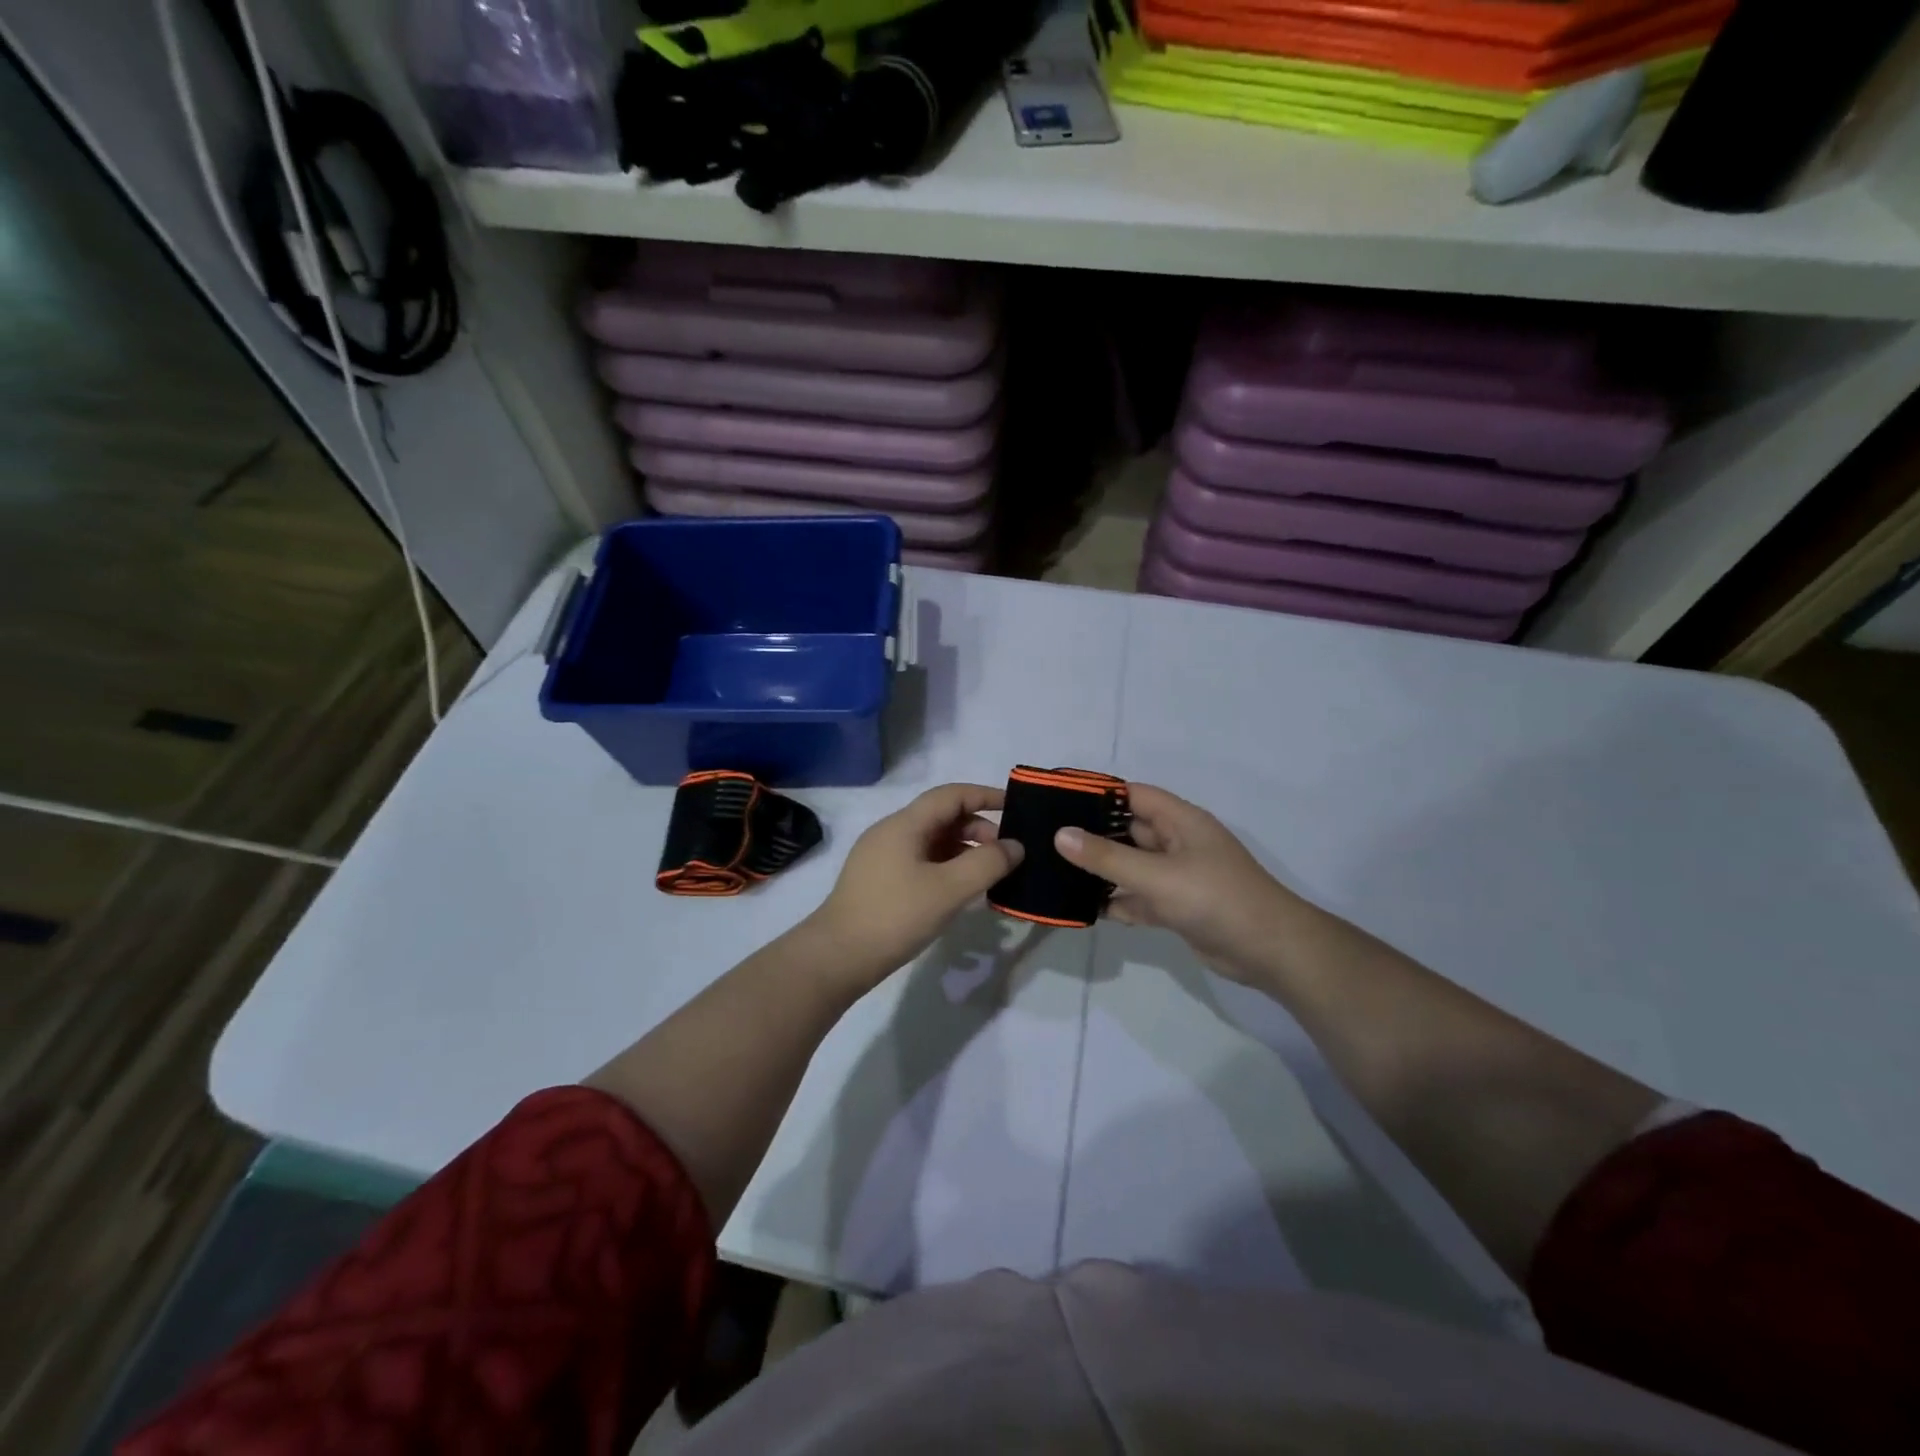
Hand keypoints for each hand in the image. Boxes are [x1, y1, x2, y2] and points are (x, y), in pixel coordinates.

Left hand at [801, 783, 1023, 988]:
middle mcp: (891, 832)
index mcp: (904, 824)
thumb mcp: (949, 889)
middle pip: (942, 817)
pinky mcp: (878, 880)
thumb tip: (1015, 846)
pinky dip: (946, 866)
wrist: (837, 957)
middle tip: (1005, 855)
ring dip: (963, 850)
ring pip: (931, 841)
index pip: (951, 795)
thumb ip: (987, 863)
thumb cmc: (895, 916)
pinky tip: (959, 891)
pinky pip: (920, 860)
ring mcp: (881, 856)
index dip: (985, 796)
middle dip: (978, 829)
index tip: (1016, 807)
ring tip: (988, 876)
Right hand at [1054, 782, 1301, 981]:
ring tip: (1054, 870)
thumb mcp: (1156, 875)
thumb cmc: (1215, 899)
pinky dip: (1114, 901)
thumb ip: (1107, 856)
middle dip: (1090, 834)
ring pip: (1129, 866)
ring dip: (1099, 870)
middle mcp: (1176, 843)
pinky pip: (1136, 897)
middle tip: (1045, 838)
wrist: (1269, 951)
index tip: (1057, 801)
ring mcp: (1176, 876)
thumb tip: (1061, 835)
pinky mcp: (1175, 907)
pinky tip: (1081, 907)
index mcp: (1179, 821)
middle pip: (1126, 830)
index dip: (1096, 795)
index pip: (1131, 794)